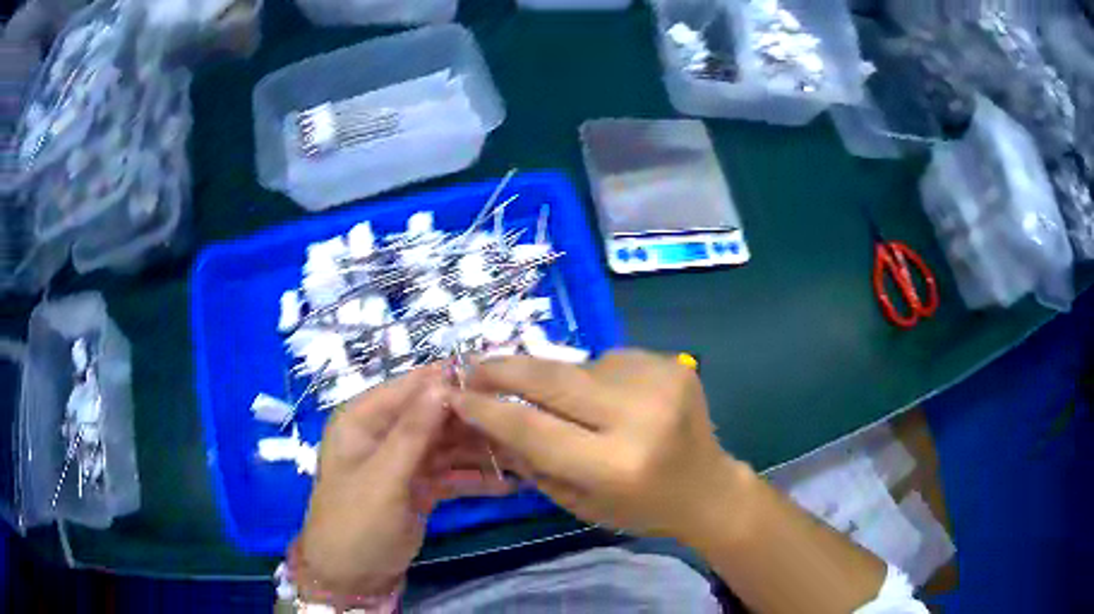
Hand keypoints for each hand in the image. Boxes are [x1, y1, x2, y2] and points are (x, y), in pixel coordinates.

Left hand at [299, 365, 514, 597]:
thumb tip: (443, 382)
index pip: (411, 387)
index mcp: (363, 420)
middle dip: (473, 421)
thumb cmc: (356, 522)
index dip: (450, 380)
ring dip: (482, 451)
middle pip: (435, 416)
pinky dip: (476, 479)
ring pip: (448, 446)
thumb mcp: (383, 477)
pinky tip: (510, 483)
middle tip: (519, 423)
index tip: (497, 378)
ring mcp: (404, 462)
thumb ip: (413, 431)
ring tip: (524, 453)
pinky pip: (452, 474)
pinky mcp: (420, 487)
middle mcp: (384, 434)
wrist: (352, 578)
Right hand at [450, 350, 748, 545]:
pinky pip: (609, 360)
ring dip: (558, 380)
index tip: (456, 394)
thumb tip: (487, 419)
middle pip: (552, 378)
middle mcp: (638, 417)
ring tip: (567, 404)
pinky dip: (595, 377)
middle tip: (473, 366)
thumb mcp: (579, 503)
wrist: (708, 487)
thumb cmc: (640, 508)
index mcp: (614, 465)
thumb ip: (531, 461)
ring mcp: (660, 382)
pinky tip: (610, 399)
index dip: (487, 408)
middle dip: (503, 368)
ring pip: (579, 366)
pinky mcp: (672, 363)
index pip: (532, 427)